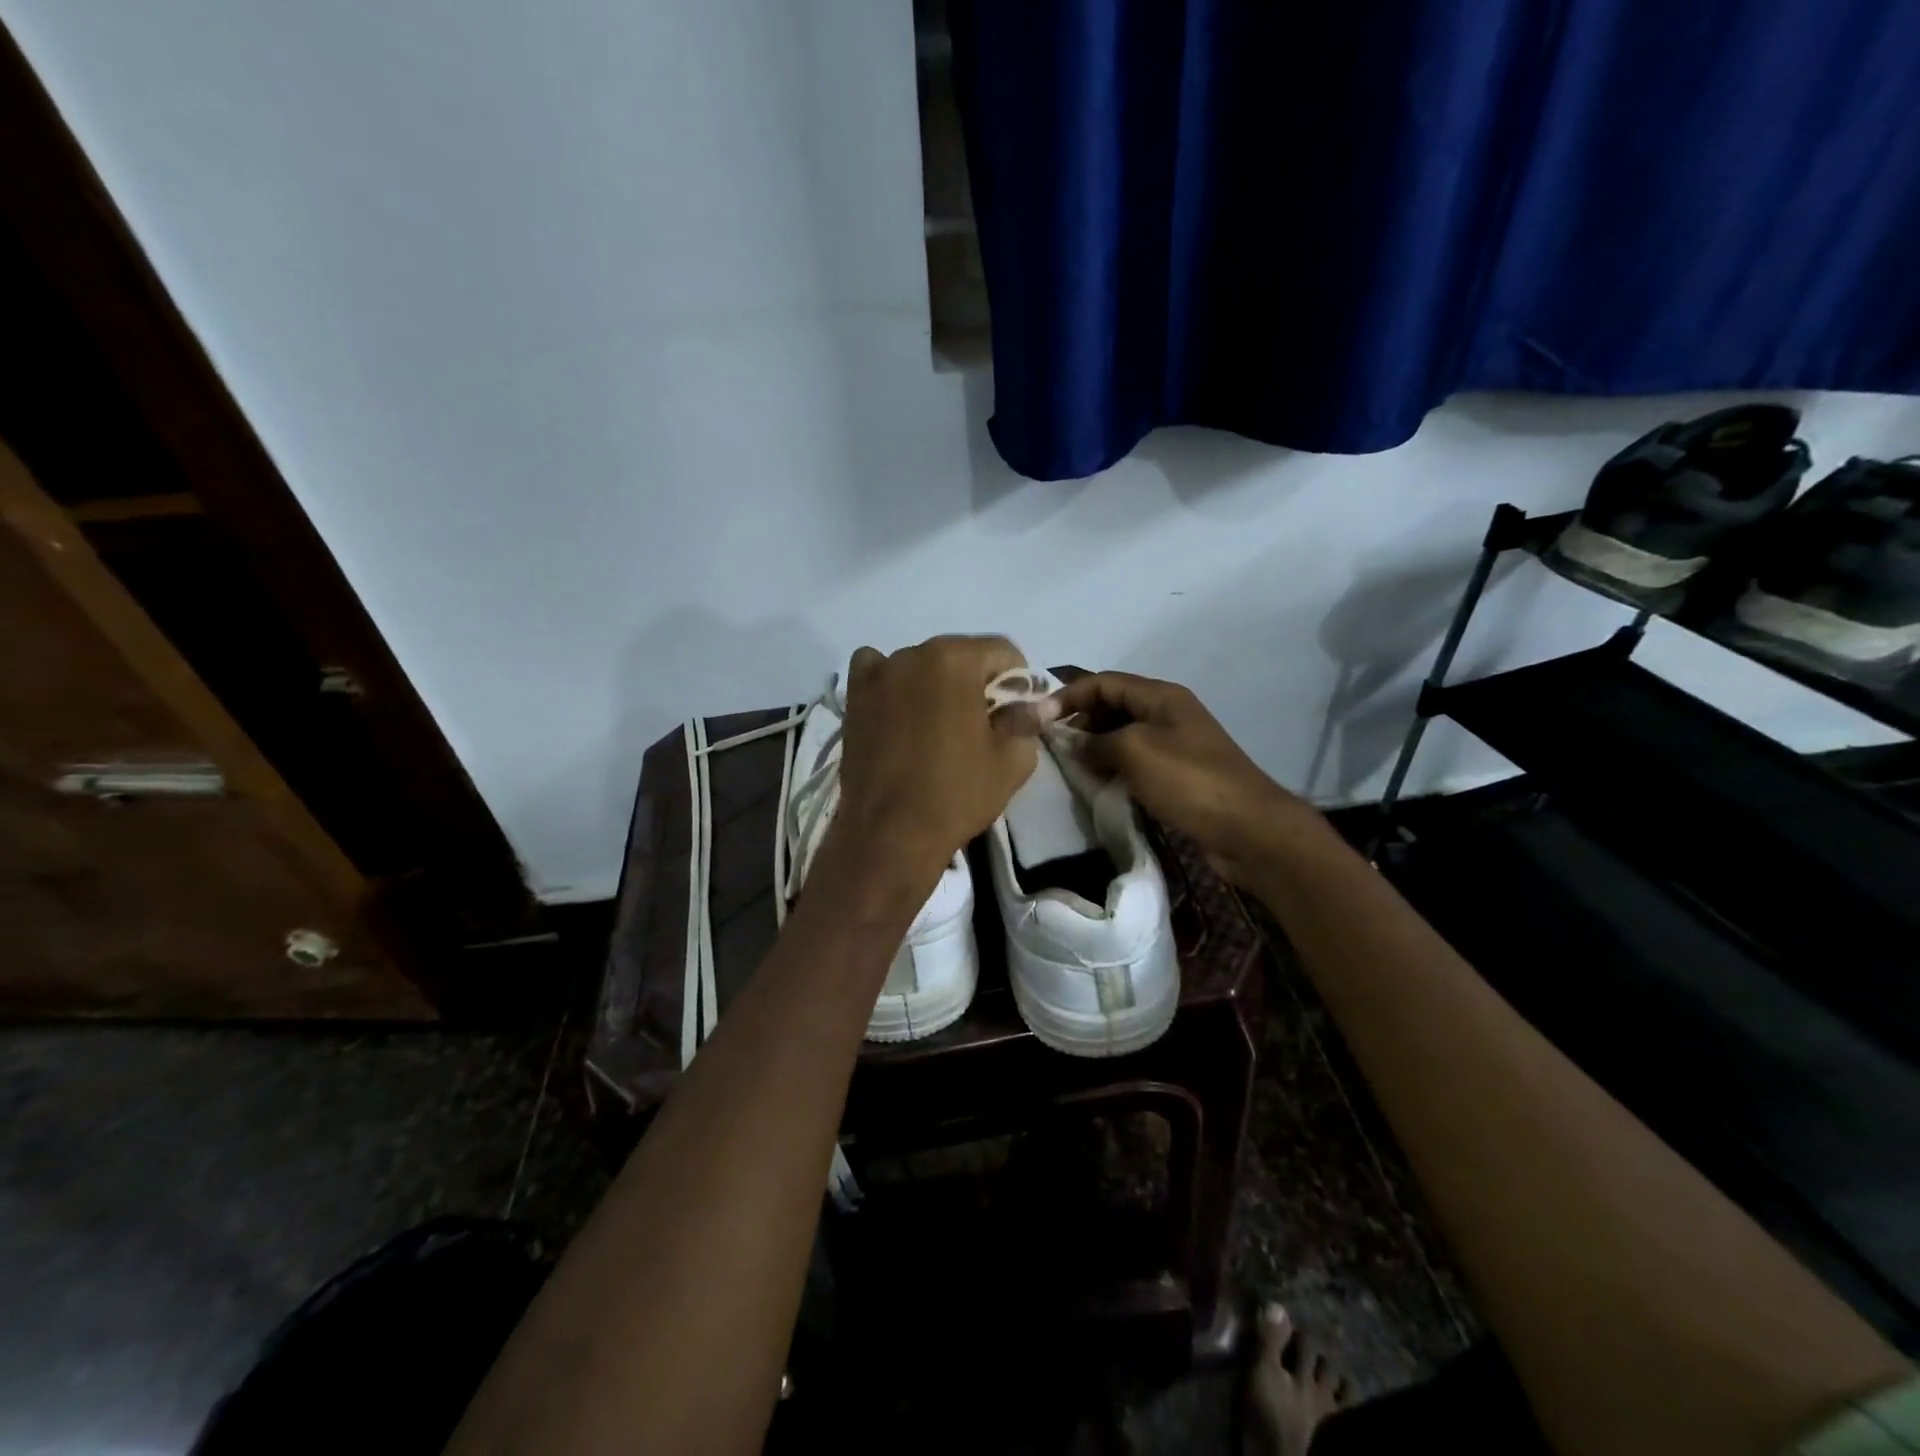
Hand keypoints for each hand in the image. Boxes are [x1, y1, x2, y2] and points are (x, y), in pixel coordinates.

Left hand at [832, 635, 1037, 880]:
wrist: (890, 834)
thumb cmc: (956, 794)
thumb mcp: (1011, 761)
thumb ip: (1026, 721)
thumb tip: (1034, 705)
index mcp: (955, 660)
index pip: (1001, 651)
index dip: (1018, 679)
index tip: (1017, 711)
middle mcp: (913, 654)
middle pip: (959, 654)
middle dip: (976, 680)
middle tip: (982, 721)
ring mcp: (878, 674)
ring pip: (920, 664)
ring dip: (935, 682)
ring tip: (938, 723)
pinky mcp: (853, 698)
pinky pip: (876, 671)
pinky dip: (890, 682)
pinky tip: (898, 709)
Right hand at [1051, 671, 1324, 885]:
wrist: (1246, 828)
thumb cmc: (1188, 780)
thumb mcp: (1135, 751)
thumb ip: (1097, 741)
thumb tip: (1074, 744)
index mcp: (1160, 696)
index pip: (1104, 681)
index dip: (1069, 695)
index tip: (1039, 718)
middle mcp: (1167, 713)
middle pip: (1113, 705)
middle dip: (1081, 719)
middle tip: (1052, 744)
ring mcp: (1174, 744)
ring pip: (1122, 734)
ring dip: (1094, 745)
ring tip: (1068, 764)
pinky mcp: (1177, 774)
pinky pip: (1135, 760)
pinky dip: (1112, 766)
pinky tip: (1097, 782)